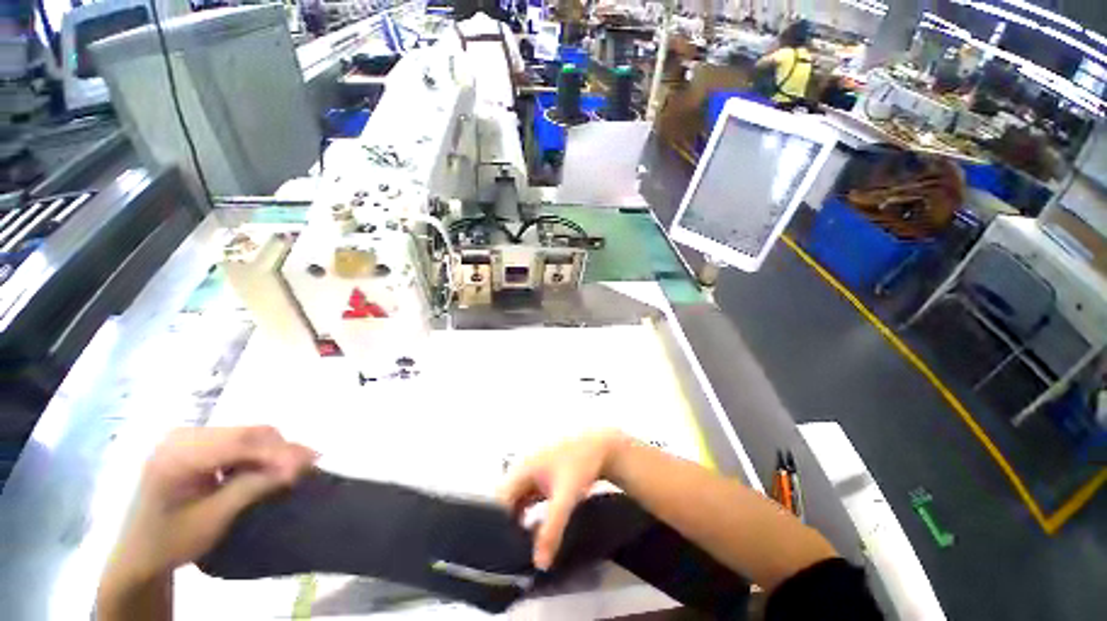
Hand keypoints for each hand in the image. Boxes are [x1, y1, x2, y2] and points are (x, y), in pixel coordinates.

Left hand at [102, 426, 315, 587]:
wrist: (140, 551)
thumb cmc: (171, 540)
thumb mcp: (213, 519)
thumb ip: (252, 487)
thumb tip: (297, 467)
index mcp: (177, 455)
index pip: (239, 442)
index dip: (277, 451)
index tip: (309, 464)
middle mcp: (183, 436)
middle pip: (246, 433)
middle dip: (280, 449)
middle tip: (307, 466)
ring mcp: (188, 437)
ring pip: (246, 434)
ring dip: (272, 451)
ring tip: (292, 468)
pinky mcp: (196, 443)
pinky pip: (238, 440)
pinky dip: (258, 453)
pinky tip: (268, 467)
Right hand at [498, 430, 626, 569]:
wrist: (600, 443)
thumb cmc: (580, 465)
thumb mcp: (567, 497)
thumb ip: (552, 529)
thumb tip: (539, 564)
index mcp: (522, 468)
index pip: (498, 500)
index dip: (497, 525)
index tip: (502, 551)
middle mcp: (523, 465)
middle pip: (505, 498)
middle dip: (506, 523)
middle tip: (511, 551)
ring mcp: (533, 466)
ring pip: (517, 496)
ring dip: (517, 517)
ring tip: (521, 543)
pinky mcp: (542, 470)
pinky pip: (528, 492)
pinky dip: (528, 509)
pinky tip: (534, 526)